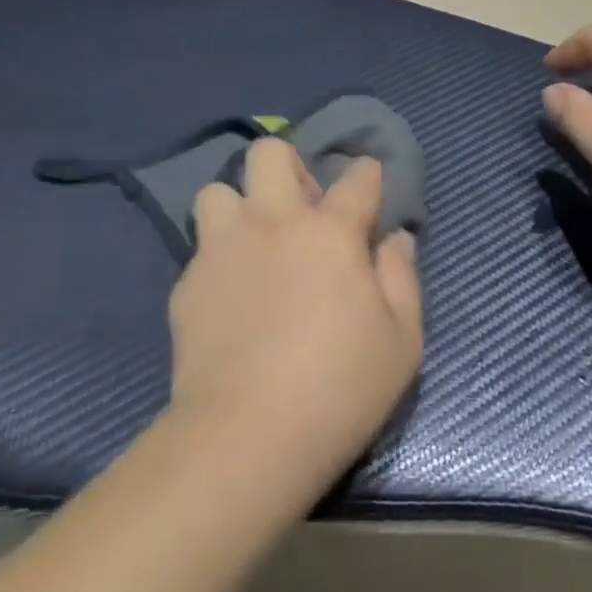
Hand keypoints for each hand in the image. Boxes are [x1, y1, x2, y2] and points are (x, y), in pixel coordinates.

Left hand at [168, 139, 422, 489]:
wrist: (244, 439)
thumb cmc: (338, 390)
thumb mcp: (401, 342)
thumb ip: (402, 279)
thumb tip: (395, 239)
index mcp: (331, 231)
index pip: (357, 177)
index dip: (368, 175)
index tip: (369, 188)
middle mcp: (274, 222)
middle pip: (270, 153)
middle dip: (289, 166)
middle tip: (301, 209)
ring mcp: (224, 249)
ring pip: (218, 190)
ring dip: (239, 206)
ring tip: (254, 243)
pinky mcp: (188, 284)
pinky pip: (201, 249)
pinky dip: (219, 260)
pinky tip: (230, 298)